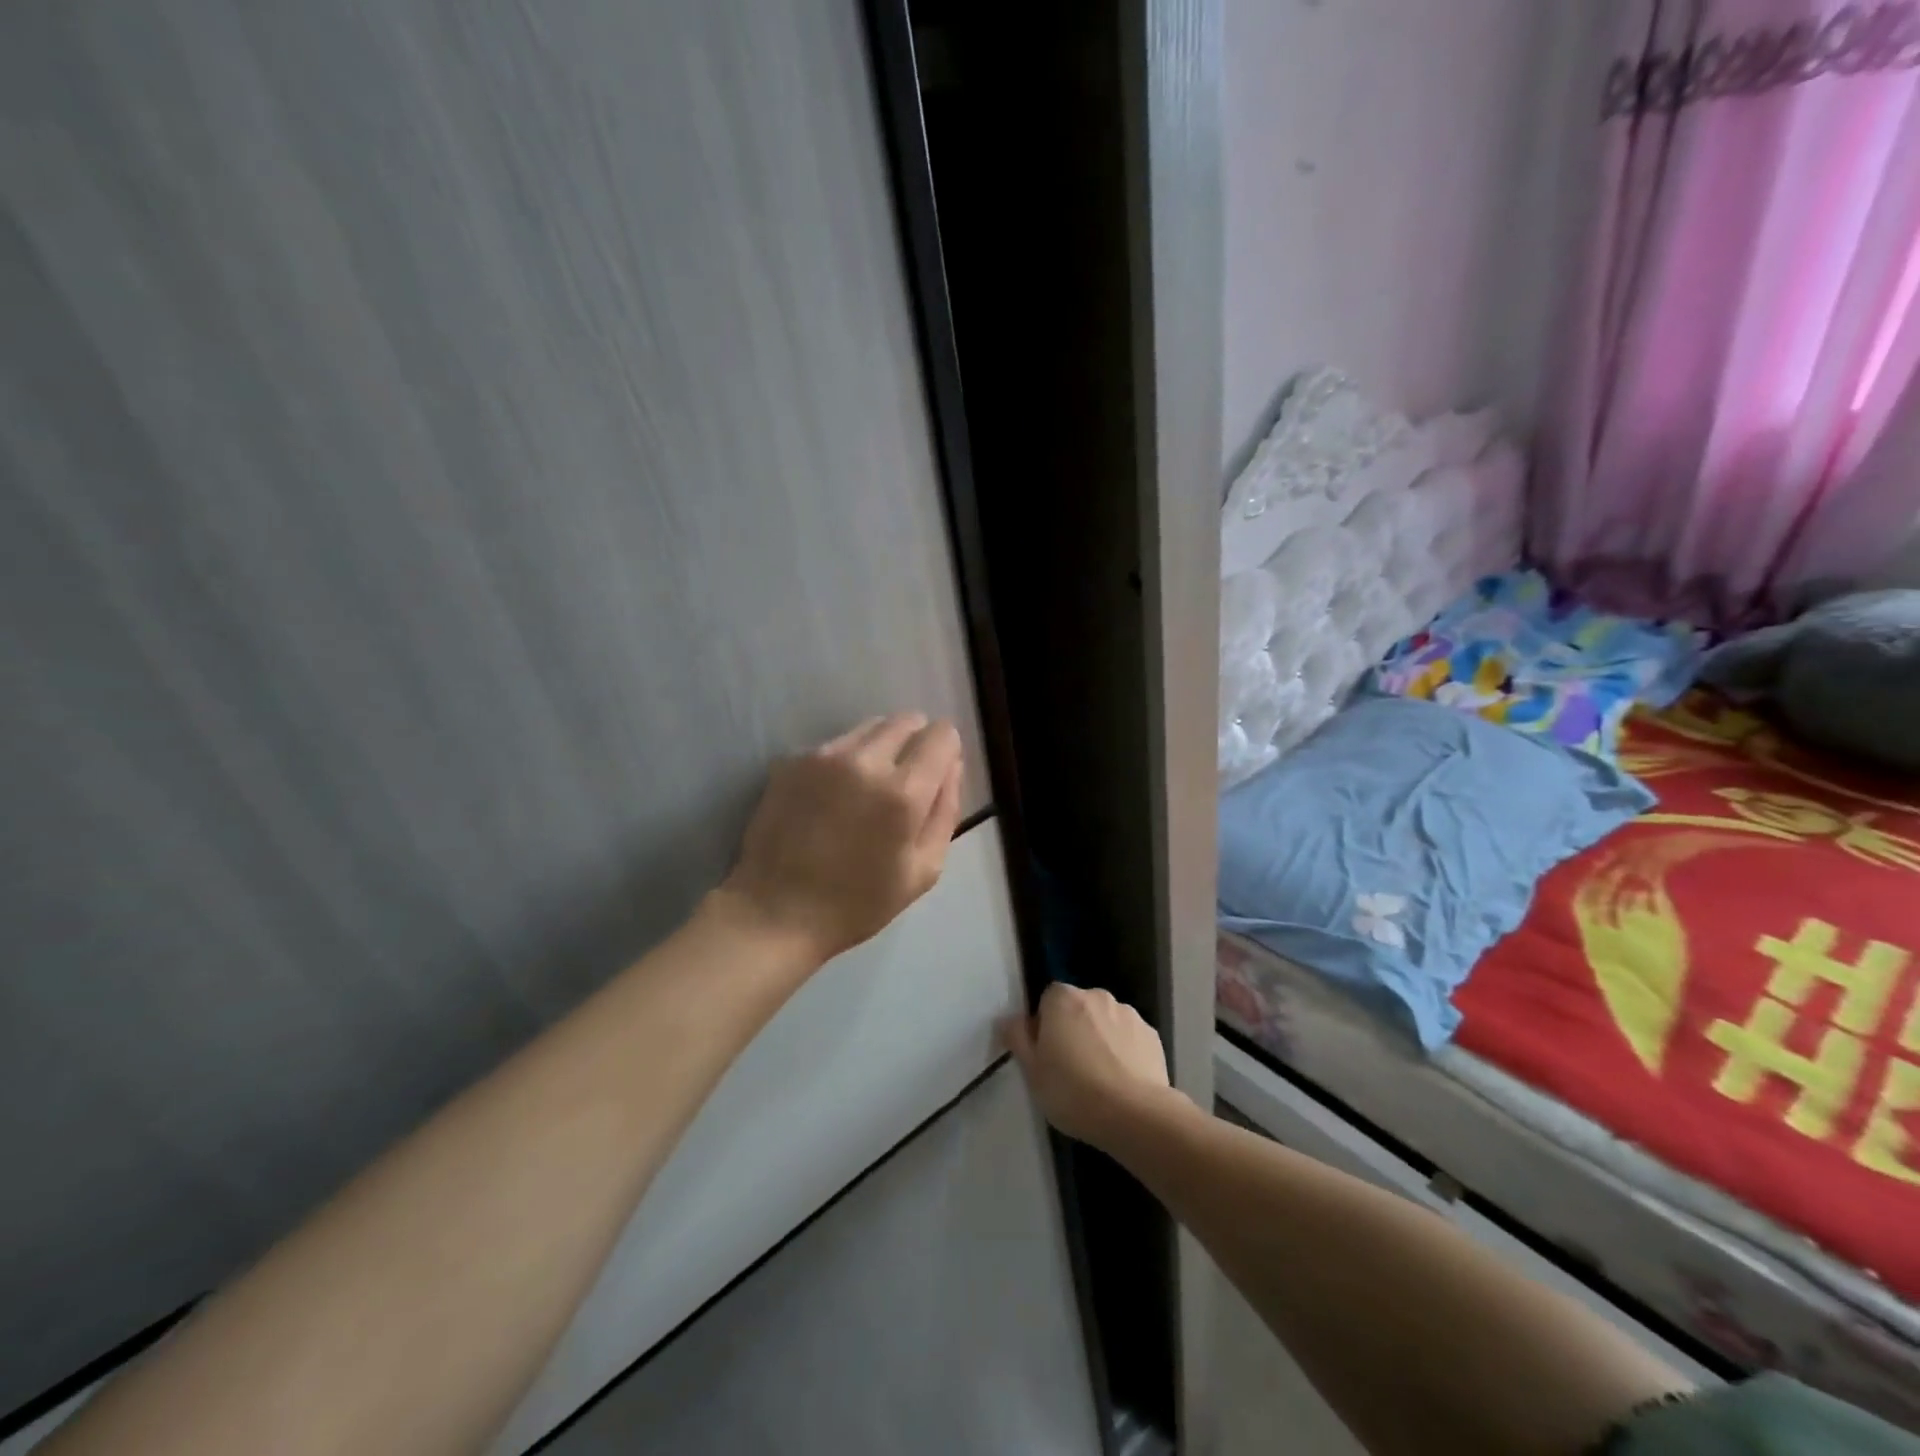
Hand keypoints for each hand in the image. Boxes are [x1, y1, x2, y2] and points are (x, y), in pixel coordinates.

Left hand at [716, 713, 964, 967]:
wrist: (774, 912)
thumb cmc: (857, 903)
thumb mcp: (923, 871)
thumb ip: (945, 810)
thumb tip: (952, 765)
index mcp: (902, 793)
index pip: (941, 735)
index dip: (946, 750)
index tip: (937, 774)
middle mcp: (864, 760)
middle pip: (906, 720)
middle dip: (914, 742)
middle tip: (904, 783)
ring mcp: (823, 756)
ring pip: (870, 727)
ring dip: (880, 747)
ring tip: (866, 790)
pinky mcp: (792, 760)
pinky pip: (836, 744)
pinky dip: (846, 760)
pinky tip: (834, 797)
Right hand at [1002, 984, 1176, 1148]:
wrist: (1134, 1115)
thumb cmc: (1072, 1091)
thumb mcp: (1032, 1070)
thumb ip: (1017, 1038)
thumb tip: (1009, 1020)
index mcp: (1063, 998)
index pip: (1047, 1000)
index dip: (1044, 1026)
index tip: (1046, 1055)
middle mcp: (1097, 995)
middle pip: (1078, 1008)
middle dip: (1073, 1030)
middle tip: (1070, 1069)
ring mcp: (1129, 1014)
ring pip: (1105, 1023)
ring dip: (1100, 1040)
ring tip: (1100, 1080)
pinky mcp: (1153, 1036)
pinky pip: (1130, 1039)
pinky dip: (1125, 1052)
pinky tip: (1123, 1083)